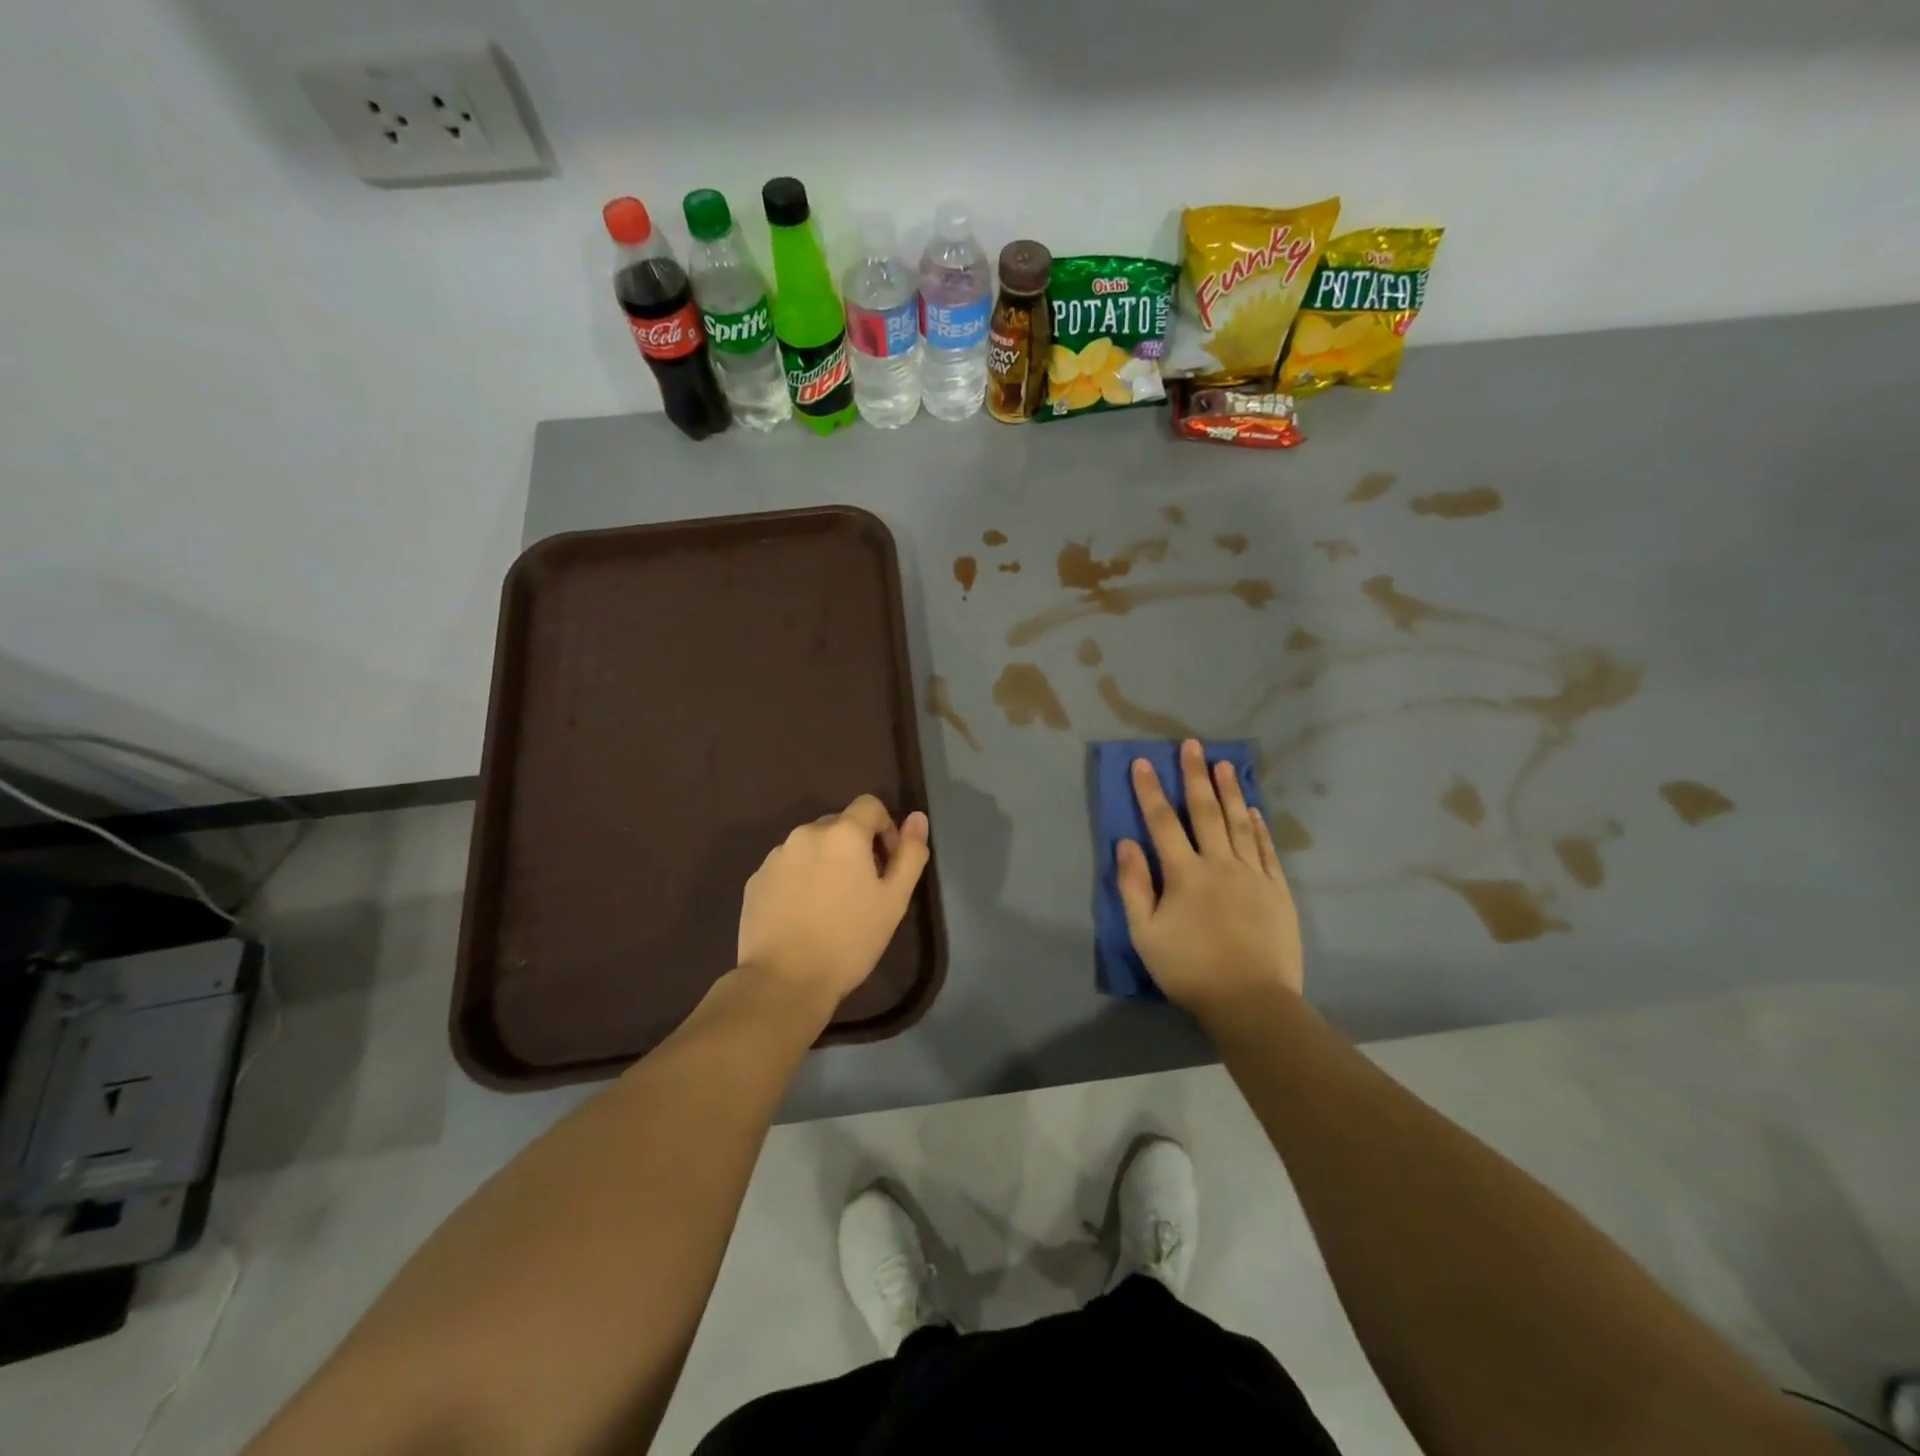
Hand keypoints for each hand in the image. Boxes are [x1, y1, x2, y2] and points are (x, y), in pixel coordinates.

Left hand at [737, 795, 930, 1009]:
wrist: (784, 981)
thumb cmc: (849, 940)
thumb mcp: (894, 900)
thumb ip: (910, 854)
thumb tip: (917, 818)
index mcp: (843, 833)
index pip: (870, 805)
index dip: (885, 828)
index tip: (887, 865)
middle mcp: (806, 833)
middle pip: (839, 824)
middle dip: (855, 847)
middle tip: (862, 889)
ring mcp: (776, 856)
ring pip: (811, 846)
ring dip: (826, 861)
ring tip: (831, 904)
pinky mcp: (756, 880)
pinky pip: (787, 866)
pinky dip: (800, 878)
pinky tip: (803, 914)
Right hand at [1117, 739, 1303, 1023]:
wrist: (1251, 1001)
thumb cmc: (1189, 969)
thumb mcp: (1145, 934)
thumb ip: (1134, 886)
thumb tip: (1126, 844)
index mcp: (1184, 874)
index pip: (1162, 822)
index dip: (1150, 790)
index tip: (1142, 762)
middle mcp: (1219, 864)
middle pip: (1205, 812)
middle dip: (1195, 776)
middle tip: (1192, 745)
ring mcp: (1253, 875)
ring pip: (1238, 823)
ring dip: (1229, 791)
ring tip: (1224, 764)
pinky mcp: (1277, 891)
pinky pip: (1266, 849)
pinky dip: (1258, 826)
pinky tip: (1253, 809)